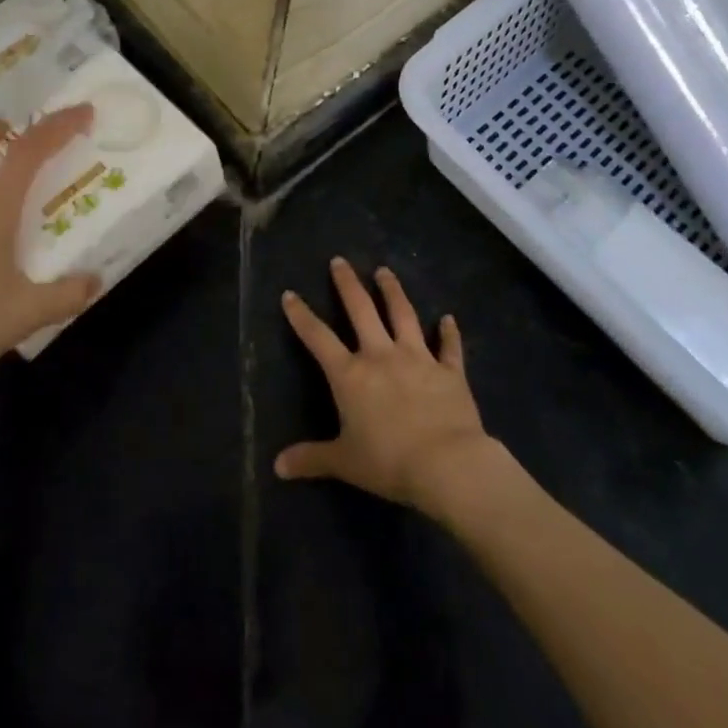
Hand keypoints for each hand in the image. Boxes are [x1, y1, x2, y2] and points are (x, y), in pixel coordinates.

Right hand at [276, 259, 496, 518]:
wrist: (447, 464)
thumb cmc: (388, 461)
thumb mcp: (344, 462)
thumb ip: (311, 458)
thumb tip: (277, 467)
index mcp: (350, 375)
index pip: (318, 338)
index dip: (302, 316)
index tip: (290, 294)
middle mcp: (380, 356)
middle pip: (361, 310)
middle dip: (348, 284)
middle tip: (340, 261)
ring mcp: (417, 358)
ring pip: (403, 315)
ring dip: (393, 291)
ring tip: (385, 271)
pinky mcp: (449, 371)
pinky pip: (449, 347)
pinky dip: (449, 332)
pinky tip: (448, 318)